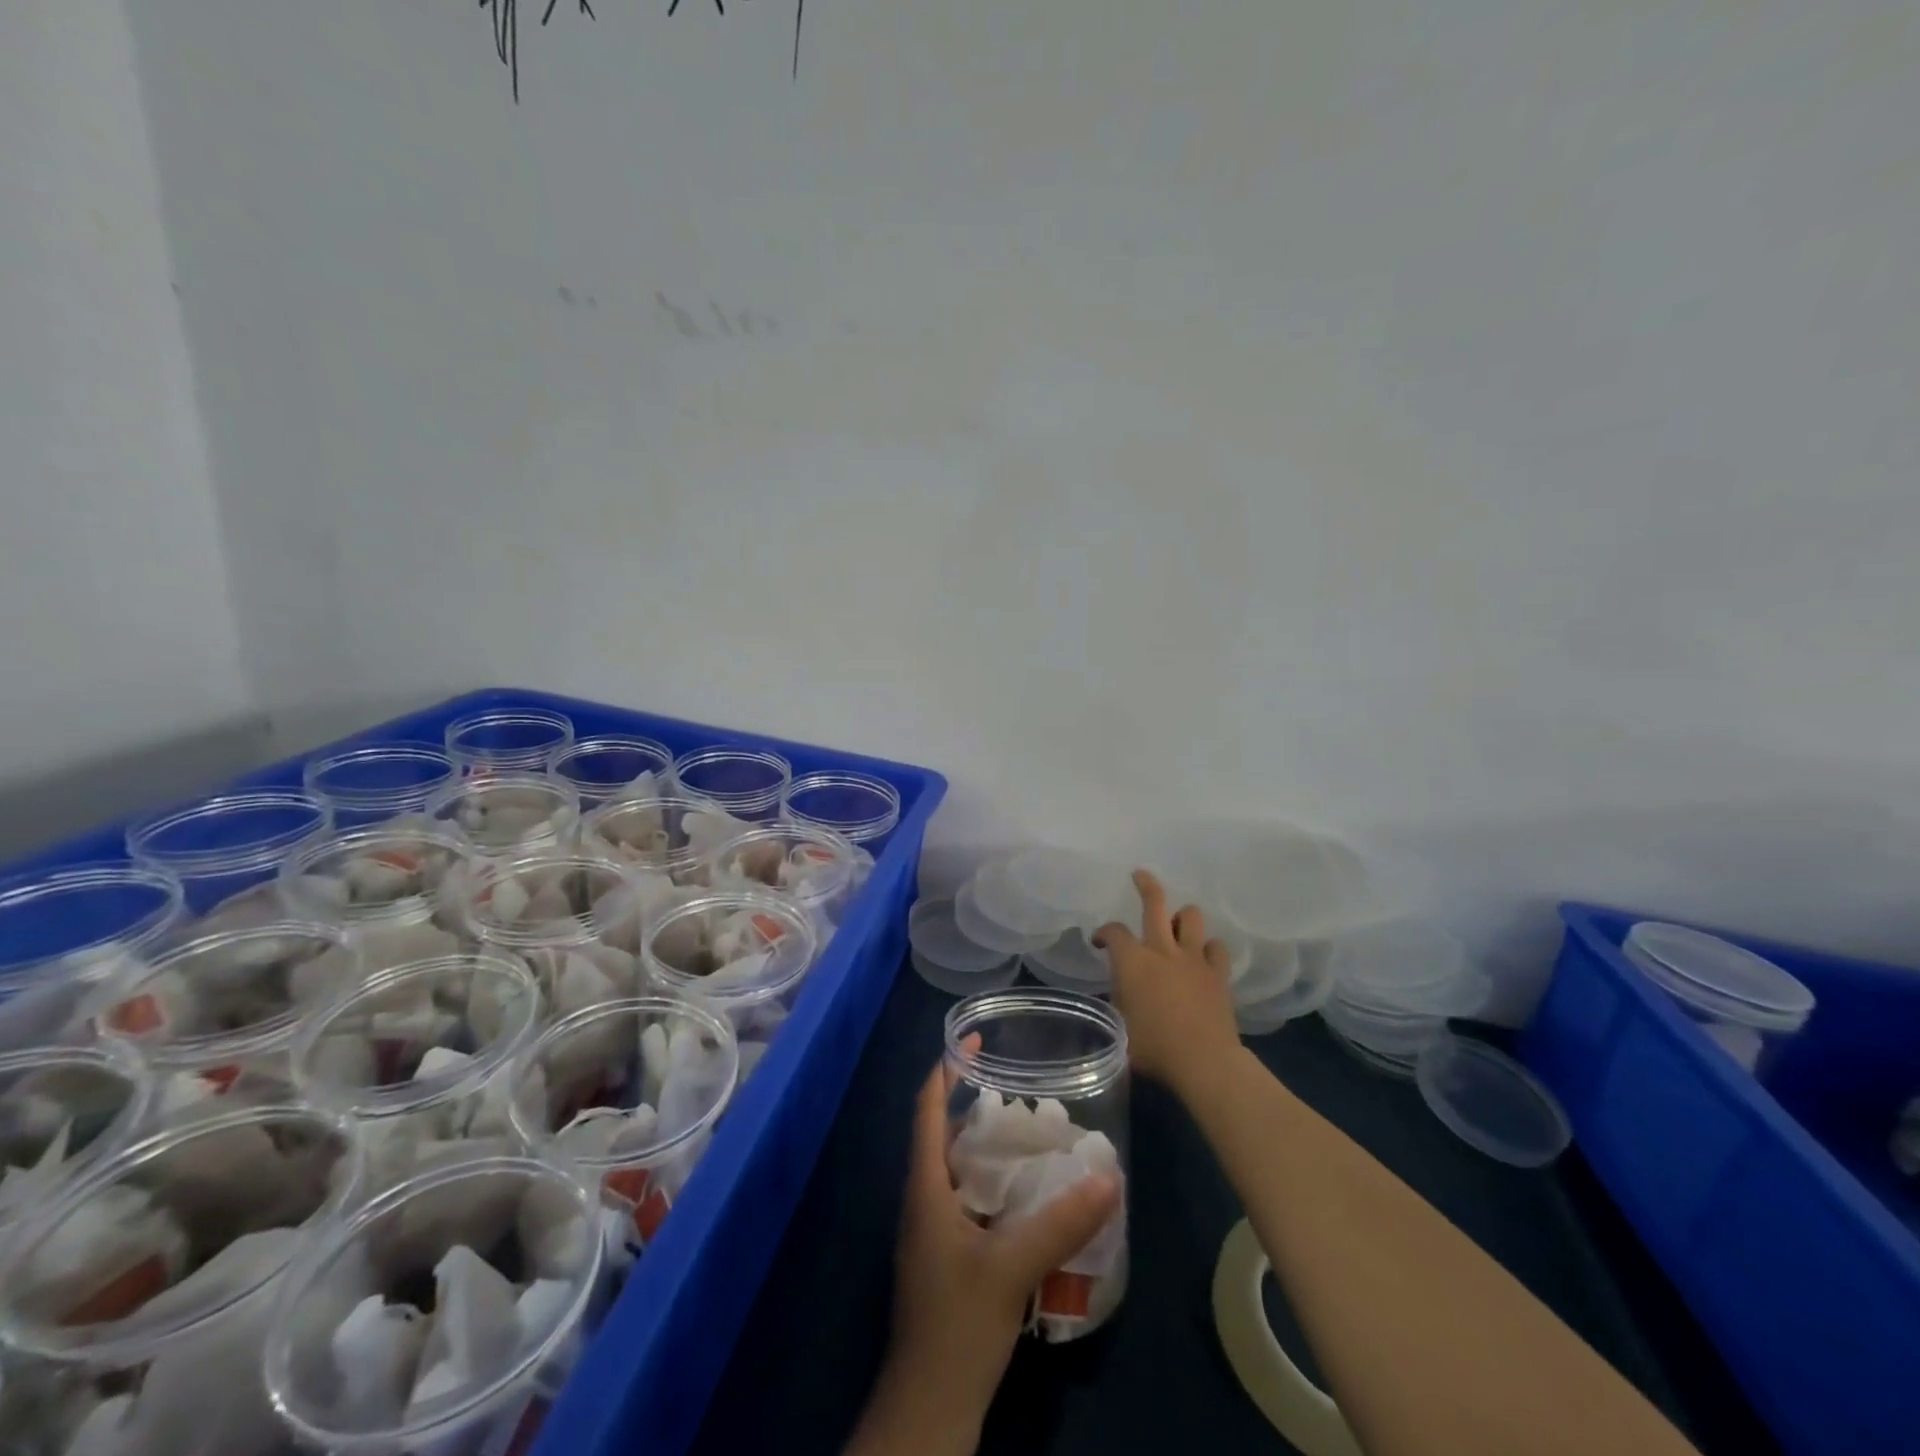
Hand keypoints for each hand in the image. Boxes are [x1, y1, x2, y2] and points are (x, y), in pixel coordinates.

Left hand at [869, 1051, 1119, 1442]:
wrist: (929, 1407)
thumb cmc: (958, 1325)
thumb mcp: (1012, 1267)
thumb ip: (1061, 1222)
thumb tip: (1109, 1177)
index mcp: (925, 1186)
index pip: (928, 1109)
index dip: (945, 1069)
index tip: (974, 1040)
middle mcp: (924, 1198)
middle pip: (944, 1133)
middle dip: (977, 1103)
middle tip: (1022, 1084)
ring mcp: (934, 1230)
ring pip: (958, 1168)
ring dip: (988, 1144)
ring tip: (1033, 1129)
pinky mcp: (949, 1256)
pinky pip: (970, 1199)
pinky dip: (995, 1182)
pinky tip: (1029, 1191)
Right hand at [1094, 870, 1241, 1101]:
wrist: (1204, 1061)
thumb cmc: (1153, 1048)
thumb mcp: (1120, 1027)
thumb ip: (1118, 1002)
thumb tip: (1120, 995)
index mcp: (1132, 961)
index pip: (1113, 932)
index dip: (1103, 933)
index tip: (1099, 943)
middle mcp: (1162, 950)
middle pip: (1155, 902)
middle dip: (1145, 884)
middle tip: (1139, 875)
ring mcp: (1193, 958)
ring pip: (1191, 916)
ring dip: (1182, 917)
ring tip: (1176, 925)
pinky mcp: (1218, 973)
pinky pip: (1217, 947)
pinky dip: (1209, 949)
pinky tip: (1204, 958)